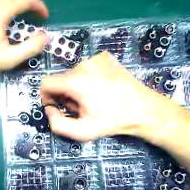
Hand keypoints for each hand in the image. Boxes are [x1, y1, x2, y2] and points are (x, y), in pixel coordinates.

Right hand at [42, 52, 183, 141]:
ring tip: (92, 98)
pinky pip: (86, 68)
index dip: (47, 96)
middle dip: (65, 94)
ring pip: (73, 74)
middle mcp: (84, 65)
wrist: (144, 109)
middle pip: (60, 79)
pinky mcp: (105, 57)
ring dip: (76, 87)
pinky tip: (100, 88)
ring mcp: (96, 58)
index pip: (46, 83)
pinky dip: (87, 79)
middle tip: (80, 106)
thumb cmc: (112, 122)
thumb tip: (49, 108)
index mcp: (76, 81)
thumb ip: (57, 124)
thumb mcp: (82, 131)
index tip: (58, 106)